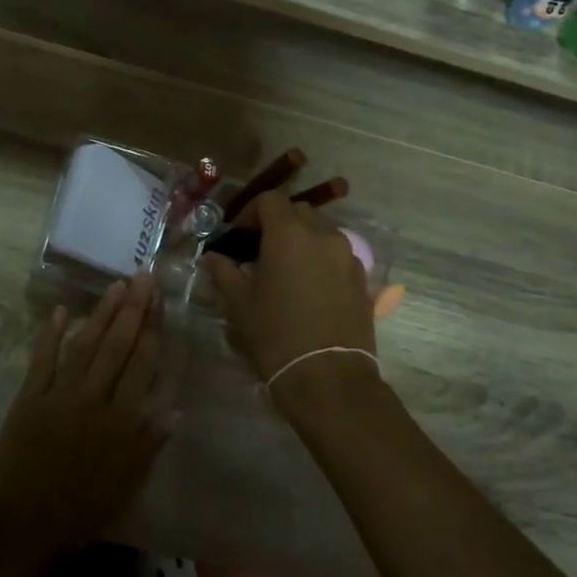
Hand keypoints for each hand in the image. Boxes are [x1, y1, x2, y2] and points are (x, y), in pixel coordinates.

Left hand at [0, 273, 174, 568]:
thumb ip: (149, 445)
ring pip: (84, 345)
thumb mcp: (126, 486)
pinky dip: (50, 334)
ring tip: (116, 286)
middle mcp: (92, 400)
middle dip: (133, 310)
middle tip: (142, 276)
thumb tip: (174, 410)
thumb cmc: (81, 512)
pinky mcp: (28, 398)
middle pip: (116, 347)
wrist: (21, 527)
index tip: (159, 301)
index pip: (142, 365)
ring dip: (101, 314)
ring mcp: (58, 395)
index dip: (152, 330)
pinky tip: (61, 310)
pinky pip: (41, 359)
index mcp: (121, 422)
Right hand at [202, 193, 376, 397]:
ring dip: (302, 240)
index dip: (251, 212)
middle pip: (299, 211)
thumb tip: (214, 258)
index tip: (239, 235)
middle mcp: (323, 235)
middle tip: (260, 250)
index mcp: (289, 233)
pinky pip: (338, 256)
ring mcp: (348, 256)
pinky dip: (321, 260)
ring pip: (322, 232)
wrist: (328, 376)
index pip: (270, 200)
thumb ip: (225, 272)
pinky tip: (310, 289)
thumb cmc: (276, 334)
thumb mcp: (240, 304)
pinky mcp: (362, 279)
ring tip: (287, 270)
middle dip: (278, 223)